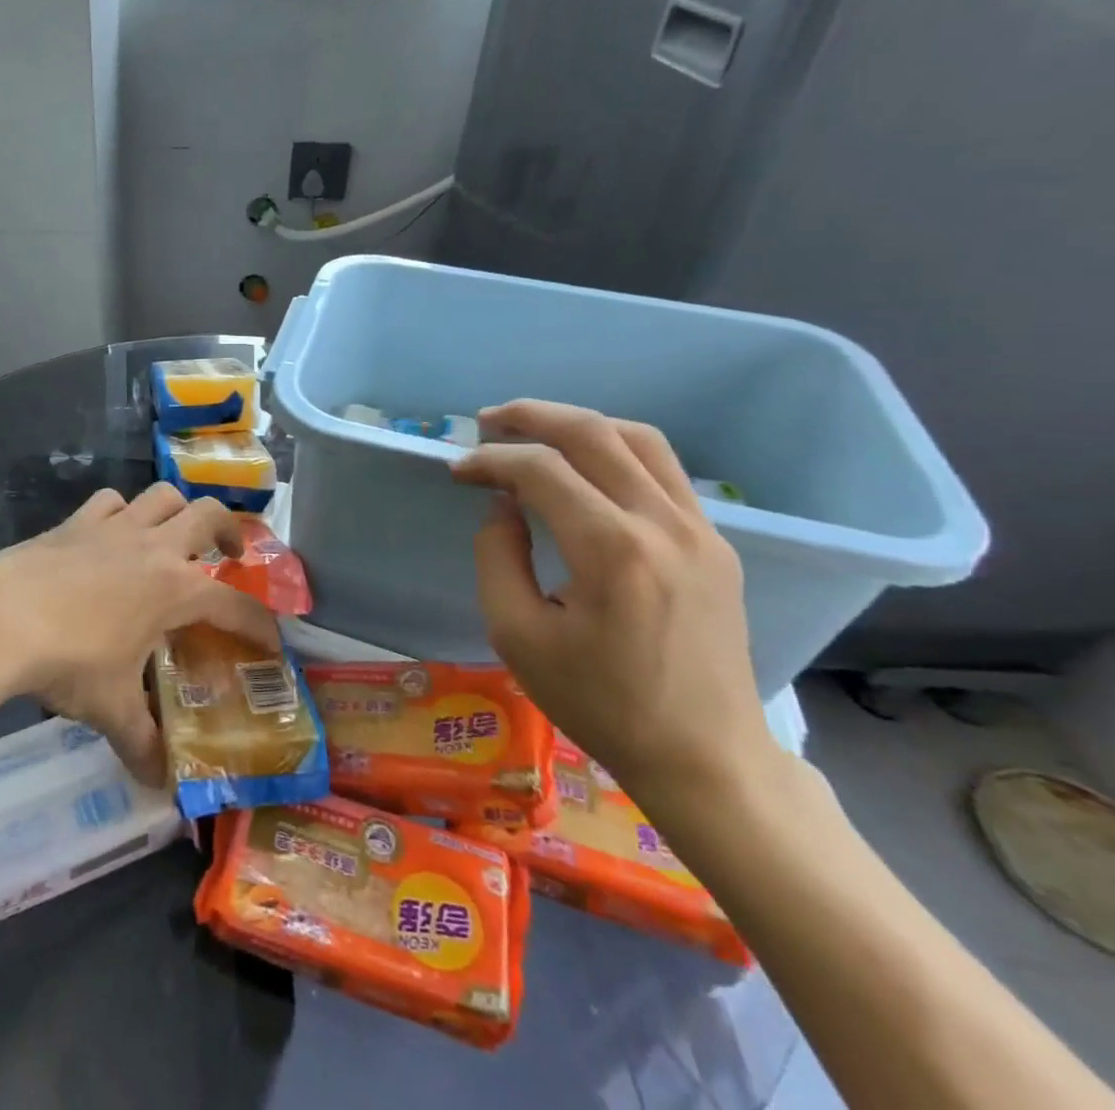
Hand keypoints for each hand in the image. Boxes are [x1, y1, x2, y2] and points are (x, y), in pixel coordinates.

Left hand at [0, 484, 279, 785]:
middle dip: (230, 530)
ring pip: (162, 495)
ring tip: (175, 534)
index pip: (235, 605)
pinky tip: (113, 533)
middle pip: (209, 515)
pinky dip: (121, 511)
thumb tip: (159, 782)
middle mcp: (154, 547)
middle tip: (231, 553)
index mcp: (175, 590)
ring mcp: (114, 527)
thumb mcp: (110, 708)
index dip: (259, 624)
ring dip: (178, 510)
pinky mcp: (76, 520)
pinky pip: (110, 501)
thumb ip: (142, 742)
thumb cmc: (68, 661)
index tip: (272, 641)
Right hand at [451, 399, 776, 803]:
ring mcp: (700, 530)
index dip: (490, 460)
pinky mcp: (716, 543)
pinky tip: (585, 470)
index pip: (540, 470)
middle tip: (486, 421)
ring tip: (534, 430)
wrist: (705, 757)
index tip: (458, 471)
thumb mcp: (517, 635)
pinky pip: (663, 471)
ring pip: (638, 439)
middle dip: (531, 416)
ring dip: (579, 424)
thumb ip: (497, 556)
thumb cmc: (599, 702)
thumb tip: (503, 505)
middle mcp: (663, 524)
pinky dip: (616, 451)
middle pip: (593, 433)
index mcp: (612, 550)